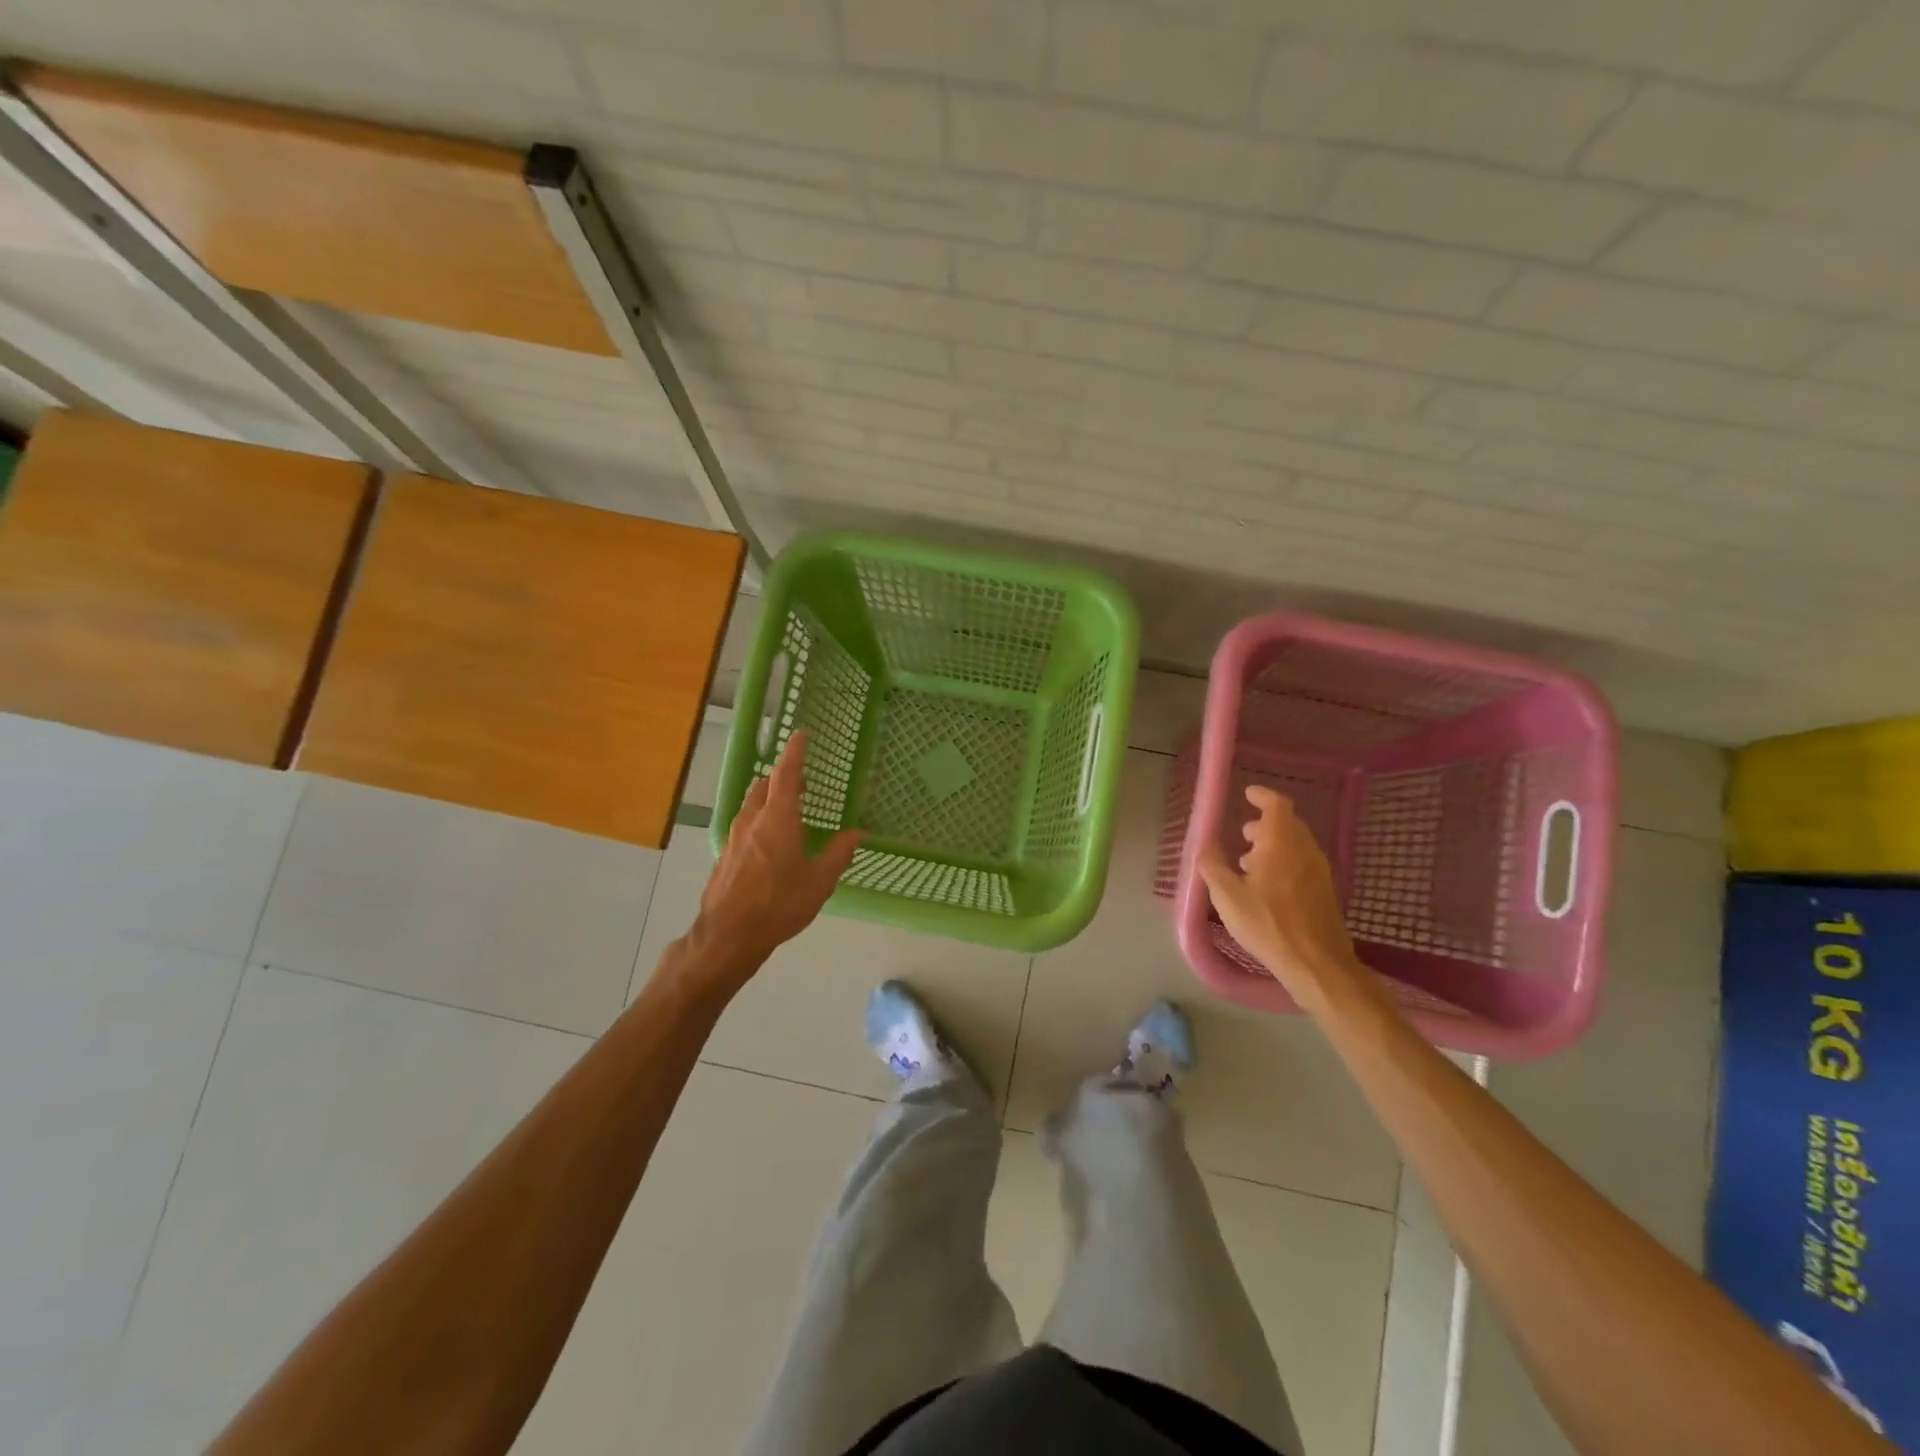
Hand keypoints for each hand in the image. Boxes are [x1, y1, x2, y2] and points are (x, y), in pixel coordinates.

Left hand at [692, 730, 861, 971]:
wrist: (728, 936)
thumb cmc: (779, 905)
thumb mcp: (819, 881)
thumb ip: (838, 854)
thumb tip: (857, 833)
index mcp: (778, 819)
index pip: (786, 773)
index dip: (795, 751)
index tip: (802, 734)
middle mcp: (752, 820)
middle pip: (765, 786)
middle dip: (783, 778)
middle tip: (802, 782)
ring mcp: (734, 838)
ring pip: (751, 806)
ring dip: (769, 800)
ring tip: (788, 812)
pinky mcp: (725, 856)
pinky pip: (744, 827)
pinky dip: (759, 822)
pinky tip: (770, 845)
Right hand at [1196, 786, 1358, 994]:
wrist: (1317, 964)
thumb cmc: (1268, 924)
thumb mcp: (1227, 896)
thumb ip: (1213, 866)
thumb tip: (1205, 845)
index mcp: (1281, 843)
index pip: (1277, 805)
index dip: (1263, 796)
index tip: (1248, 795)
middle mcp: (1305, 850)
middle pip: (1288, 824)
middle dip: (1265, 824)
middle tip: (1243, 834)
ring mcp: (1319, 871)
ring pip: (1296, 845)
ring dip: (1274, 845)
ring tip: (1249, 862)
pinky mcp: (1324, 891)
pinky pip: (1303, 863)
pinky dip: (1284, 862)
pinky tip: (1267, 886)